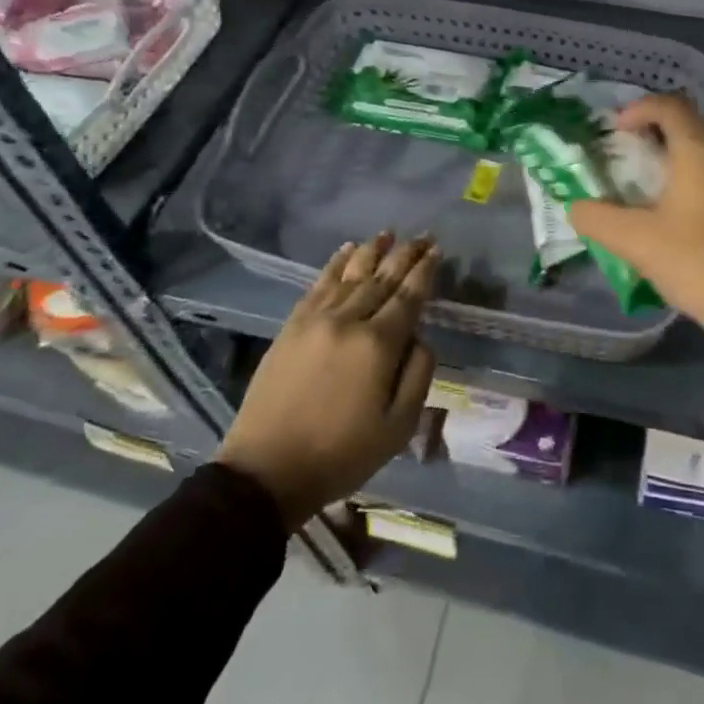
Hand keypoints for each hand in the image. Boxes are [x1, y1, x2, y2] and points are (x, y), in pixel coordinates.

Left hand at [218, 234, 437, 527]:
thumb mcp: (398, 428)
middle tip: (422, 236)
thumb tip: (420, 337)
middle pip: (382, 278)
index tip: (436, 250)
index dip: (424, 271)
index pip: (408, 296)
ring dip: (372, 251)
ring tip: (388, 233)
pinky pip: (319, 284)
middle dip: (405, 254)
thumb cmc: (341, 454)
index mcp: (378, 345)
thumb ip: (418, 375)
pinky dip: (335, 264)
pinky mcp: (292, 326)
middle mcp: (348, 321)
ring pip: (351, 274)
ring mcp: (316, 320)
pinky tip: (346, 251)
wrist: (267, 470)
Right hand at [569, 94, 703, 359]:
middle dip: (660, 132)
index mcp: (700, 154)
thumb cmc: (698, 262)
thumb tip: (575, 207)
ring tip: (655, 189)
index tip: (617, 129)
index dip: (640, 108)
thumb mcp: (636, 242)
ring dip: (682, 160)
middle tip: (634, 154)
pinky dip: (701, 184)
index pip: (671, 106)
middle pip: (694, 126)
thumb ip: (598, 219)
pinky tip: (686, 219)